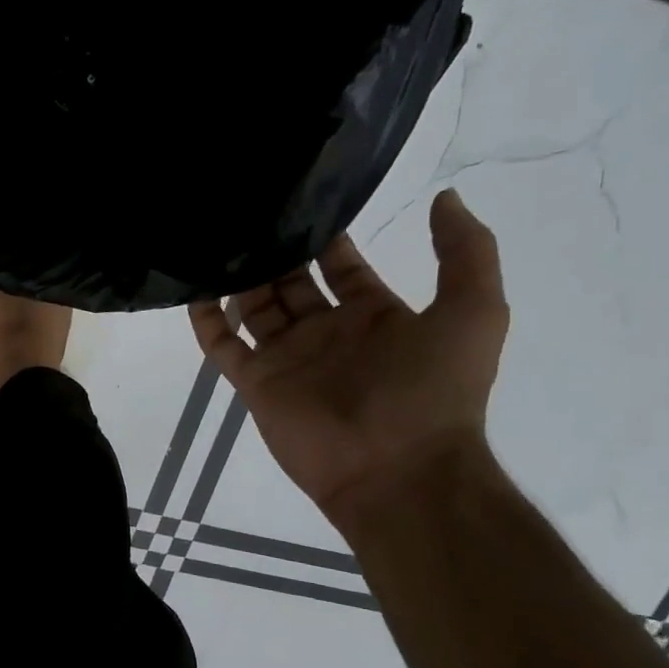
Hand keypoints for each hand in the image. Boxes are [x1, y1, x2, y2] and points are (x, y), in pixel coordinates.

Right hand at [189, 190, 508, 527]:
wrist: (398, 471)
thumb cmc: (434, 390)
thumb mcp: (475, 311)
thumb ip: (466, 252)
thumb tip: (443, 197)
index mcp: (374, 315)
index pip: (340, 265)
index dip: (324, 235)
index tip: (299, 199)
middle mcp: (326, 332)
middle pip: (290, 281)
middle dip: (274, 250)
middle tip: (247, 212)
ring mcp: (287, 357)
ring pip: (253, 306)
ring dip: (238, 275)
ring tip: (217, 238)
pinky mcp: (255, 382)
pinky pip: (221, 345)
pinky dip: (205, 319)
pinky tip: (193, 287)